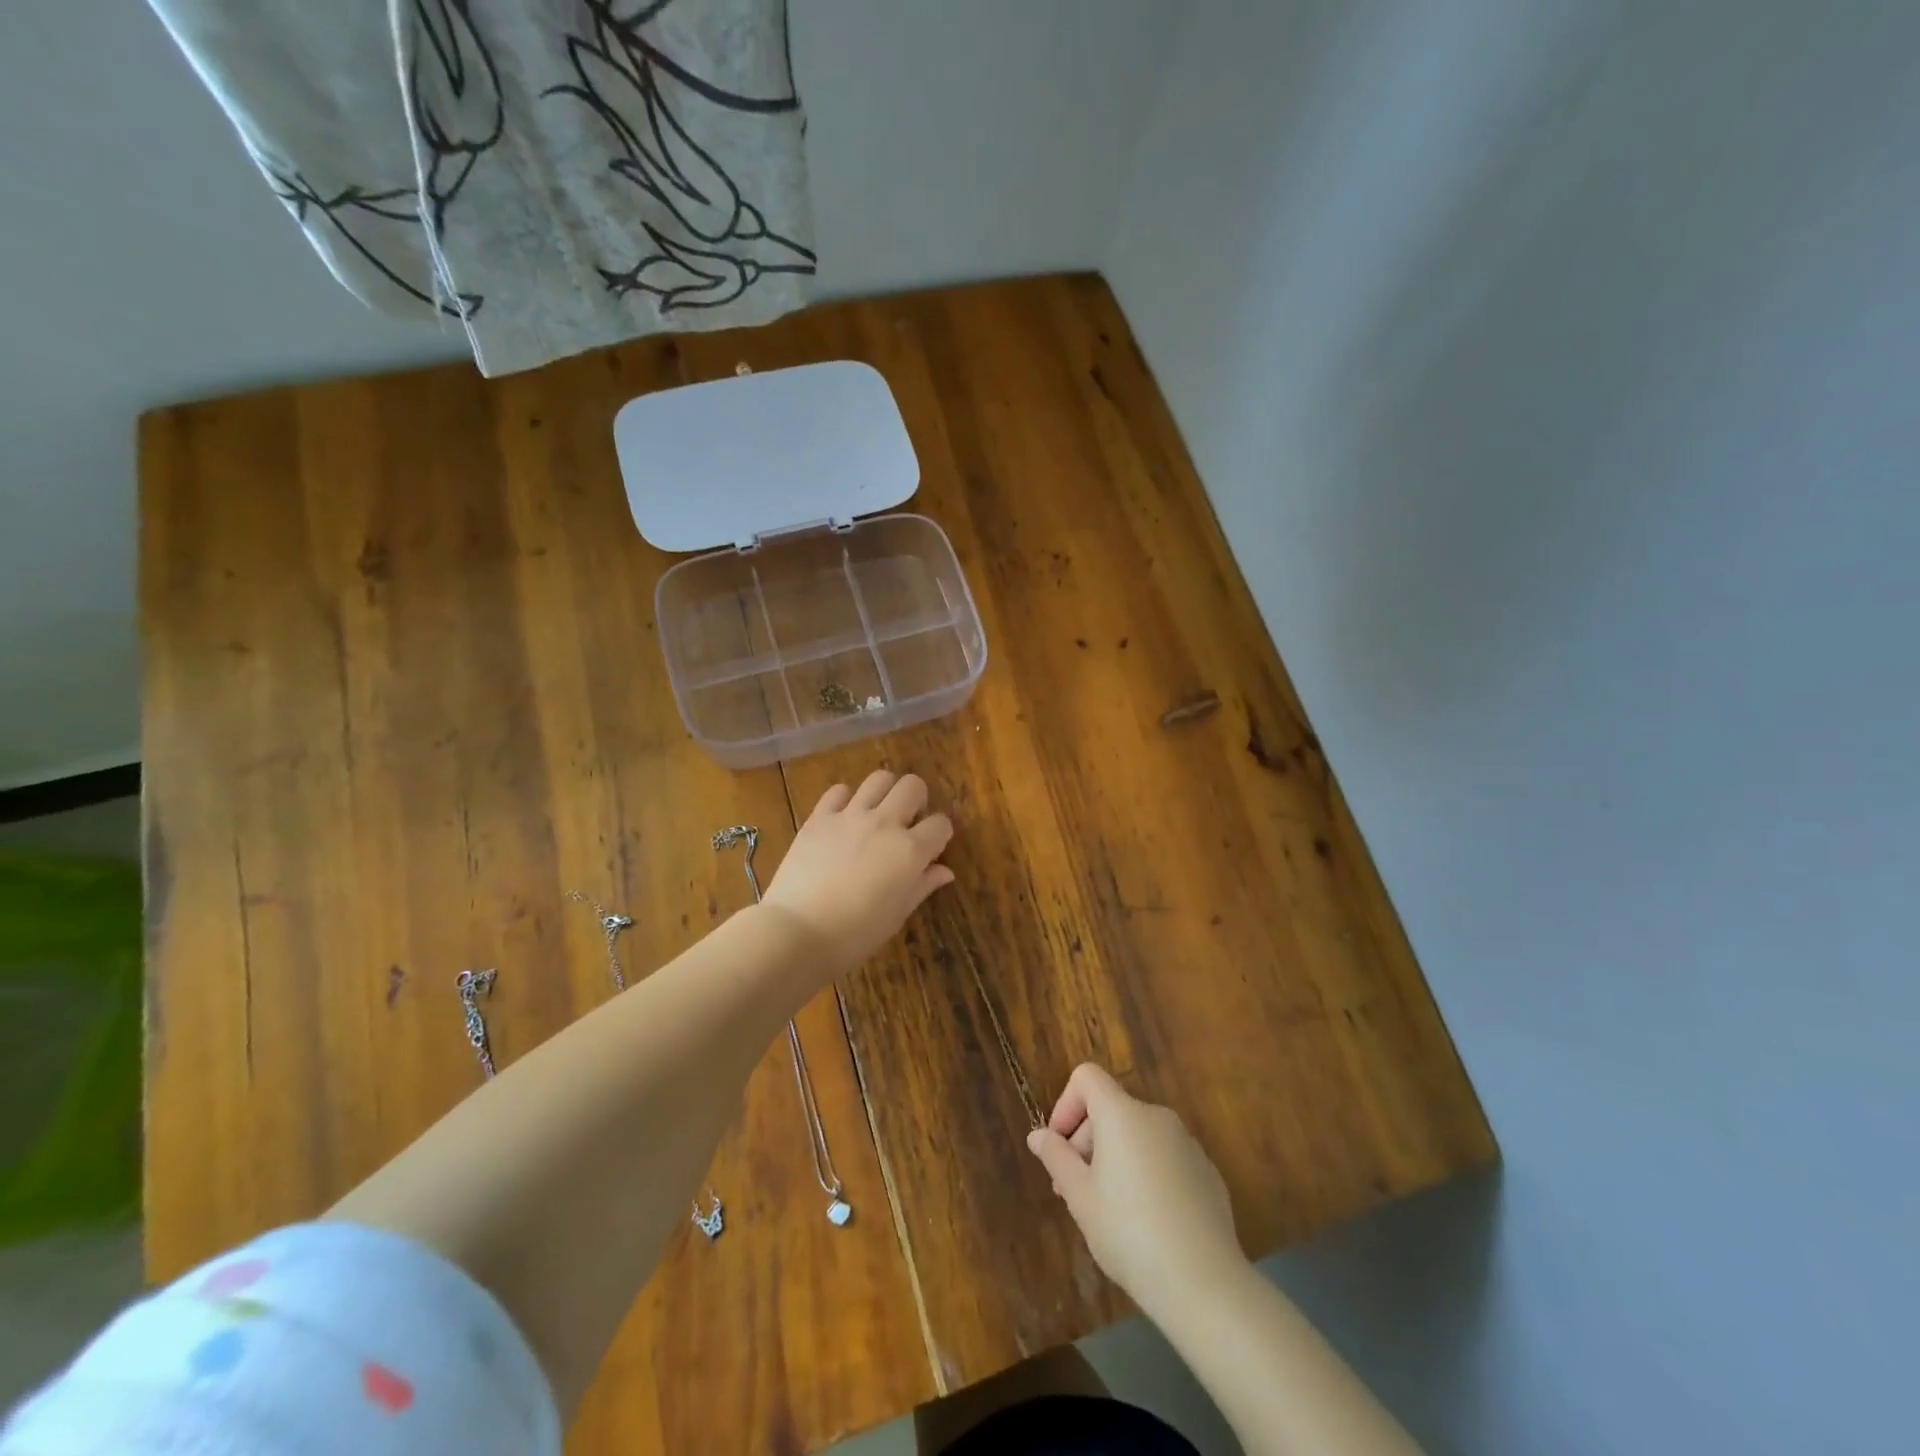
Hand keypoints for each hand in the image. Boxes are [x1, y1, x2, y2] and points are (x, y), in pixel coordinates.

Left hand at [761, 770, 954, 975]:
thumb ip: (922, 886)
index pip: (941, 824)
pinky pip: (838, 791)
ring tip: (877, 813)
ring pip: (879, 779)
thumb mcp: (897, 915)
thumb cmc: (855, 934)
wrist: (798, 931)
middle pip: (913, 786)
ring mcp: (850, 816)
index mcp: (910, 851)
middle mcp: (885, 823)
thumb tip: (944, 871)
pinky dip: (845, 799)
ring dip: (885, 792)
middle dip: (917, 800)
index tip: (931, 848)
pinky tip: (842, 818)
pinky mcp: (819, 817)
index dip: (940, 834)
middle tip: (907, 822)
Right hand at [1026, 1063, 1246, 1318]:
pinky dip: (1147, 1175)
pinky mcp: (1207, 1172)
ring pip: (1138, 1136)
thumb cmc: (1129, 1233)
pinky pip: (1165, 1159)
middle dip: (1086, 1141)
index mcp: (1123, 1114)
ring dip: (1115, 1159)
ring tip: (1109, 1212)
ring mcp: (1187, 1143)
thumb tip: (1038, 1135)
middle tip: (1074, 1192)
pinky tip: (1148, 1223)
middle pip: (1111, 1109)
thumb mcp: (1080, 1197)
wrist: (1204, 1284)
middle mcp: (1157, 1117)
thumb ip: (1056, 1158)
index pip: (1087, 1078)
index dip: (1065, 1105)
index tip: (1059, 1149)